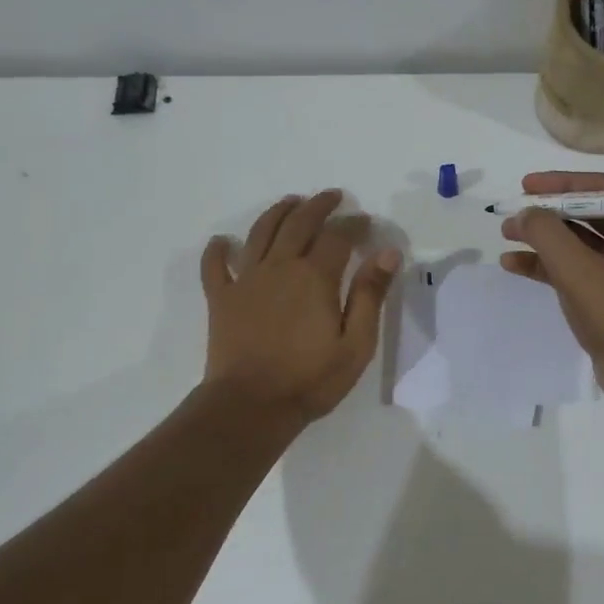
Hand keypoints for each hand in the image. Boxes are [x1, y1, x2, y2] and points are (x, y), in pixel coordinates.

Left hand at [201, 191, 400, 422]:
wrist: (251, 406)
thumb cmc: (310, 379)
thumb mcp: (356, 343)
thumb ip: (371, 295)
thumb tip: (387, 252)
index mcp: (315, 277)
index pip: (338, 236)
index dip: (354, 224)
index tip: (365, 221)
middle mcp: (280, 267)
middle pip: (299, 223)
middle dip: (318, 206)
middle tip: (332, 197)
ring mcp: (246, 280)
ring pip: (260, 232)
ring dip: (277, 212)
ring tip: (290, 202)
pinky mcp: (222, 299)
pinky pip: (215, 266)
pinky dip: (218, 250)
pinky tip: (222, 242)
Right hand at [499, 171, 603, 405]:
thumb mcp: (578, 271)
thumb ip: (547, 234)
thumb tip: (524, 213)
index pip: (601, 189)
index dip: (560, 184)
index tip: (525, 185)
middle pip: (587, 213)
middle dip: (547, 214)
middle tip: (512, 213)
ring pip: (579, 242)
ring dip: (543, 239)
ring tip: (505, 236)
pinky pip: (577, 268)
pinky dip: (548, 265)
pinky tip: (514, 265)